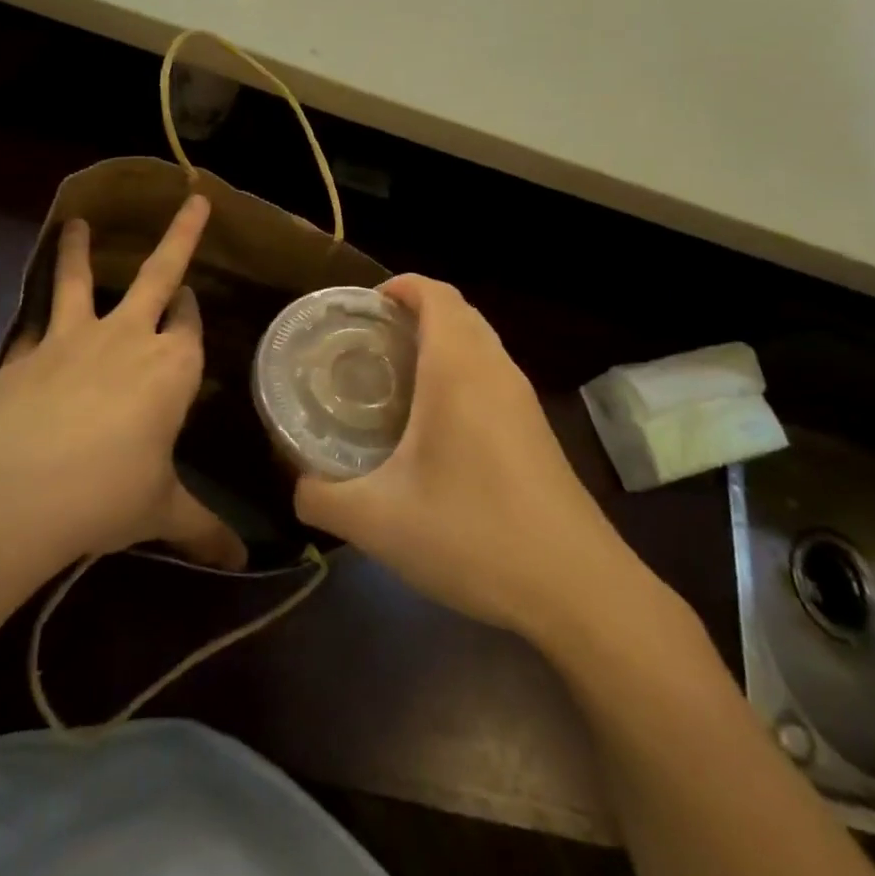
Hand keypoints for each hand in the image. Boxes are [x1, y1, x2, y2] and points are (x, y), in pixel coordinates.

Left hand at [0, 195, 244, 570]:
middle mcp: (129, 338)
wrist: (18, 489)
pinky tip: (31, 316)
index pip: (191, 325)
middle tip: (193, 199)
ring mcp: (72, 338)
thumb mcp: (161, 511)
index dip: (193, 312)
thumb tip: (244, 561)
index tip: (193, 299)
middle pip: (159, 274)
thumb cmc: (107, 494)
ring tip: (77, 221)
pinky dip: (35, 313)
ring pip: (81, 279)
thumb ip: (204, 530)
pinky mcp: (25, 352)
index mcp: (172, 368)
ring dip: (81, 250)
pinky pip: (35, 322)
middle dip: (181, 236)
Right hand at [294, 275, 655, 642]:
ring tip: (393, 377)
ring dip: (439, 343)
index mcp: (458, 369)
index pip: (435, 294)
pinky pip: (492, 376)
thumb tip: (298, 485)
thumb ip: (321, 497)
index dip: (399, 286)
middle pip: (458, 313)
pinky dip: (460, 373)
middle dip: (413, 313)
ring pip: (479, 344)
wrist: (576, 589)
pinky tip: (433, 424)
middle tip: (366, 342)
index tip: (361, 307)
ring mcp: (523, 400)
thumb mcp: (377, 521)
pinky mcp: (536, 430)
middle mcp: (495, 371)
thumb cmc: (472, 535)